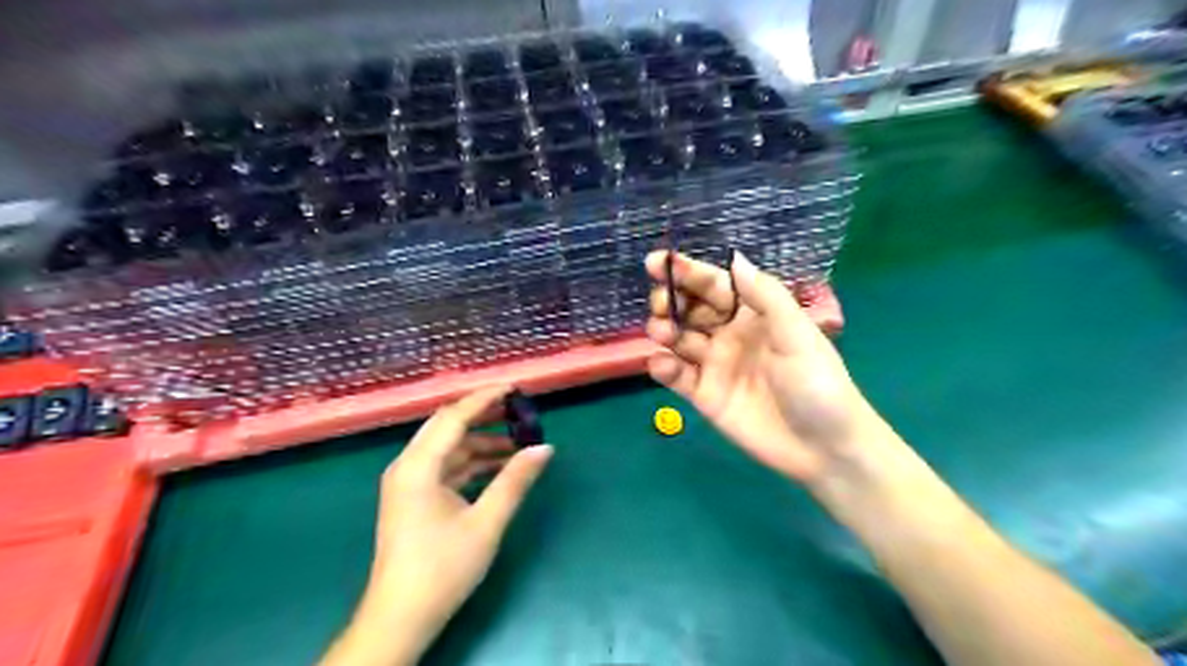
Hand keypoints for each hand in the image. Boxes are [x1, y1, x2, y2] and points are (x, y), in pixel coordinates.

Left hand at [320, 386, 550, 665]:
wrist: (401, 618)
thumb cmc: (443, 568)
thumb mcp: (486, 522)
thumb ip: (515, 480)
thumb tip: (545, 448)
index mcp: (418, 467)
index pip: (454, 417)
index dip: (485, 398)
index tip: (515, 388)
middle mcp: (408, 466)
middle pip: (447, 426)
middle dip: (483, 415)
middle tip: (517, 410)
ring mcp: (408, 483)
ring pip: (447, 447)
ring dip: (480, 442)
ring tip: (517, 443)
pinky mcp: (414, 498)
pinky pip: (445, 467)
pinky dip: (471, 463)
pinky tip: (498, 467)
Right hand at [647, 250, 890, 489]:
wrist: (824, 448)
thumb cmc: (817, 383)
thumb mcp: (797, 334)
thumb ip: (765, 296)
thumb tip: (734, 257)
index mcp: (753, 315)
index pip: (714, 286)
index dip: (687, 271)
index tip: (658, 261)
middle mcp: (729, 335)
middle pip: (690, 309)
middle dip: (670, 300)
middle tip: (659, 302)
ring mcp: (715, 366)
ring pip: (678, 340)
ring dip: (663, 330)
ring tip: (661, 331)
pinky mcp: (704, 395)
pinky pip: (677, 376)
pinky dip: (663, 368)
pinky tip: (662, 365)